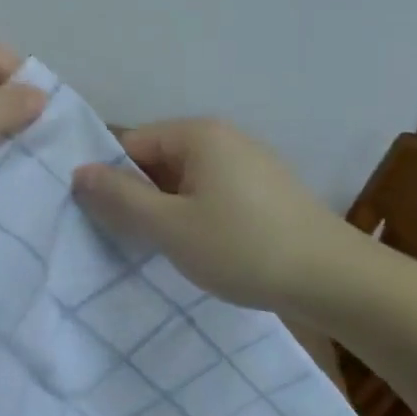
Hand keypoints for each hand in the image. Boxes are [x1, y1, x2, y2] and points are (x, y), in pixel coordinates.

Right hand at [71, 118, 359, 316]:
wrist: (339, 282)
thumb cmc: (244, 248)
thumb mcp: (170, 227)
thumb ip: (119, 197)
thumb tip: (77, 172)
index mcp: (197, 134)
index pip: (129, 143)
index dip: (110, 179)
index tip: (100, 218)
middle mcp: (222, 137)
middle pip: (156, 160)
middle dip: (138, 196)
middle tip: (126, 238)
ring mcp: (248, 163)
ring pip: (183, 180)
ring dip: (165, 210)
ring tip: (161, 247)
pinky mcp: (265, 190)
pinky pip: (210, 193)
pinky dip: (195, 215)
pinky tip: (200, 248)